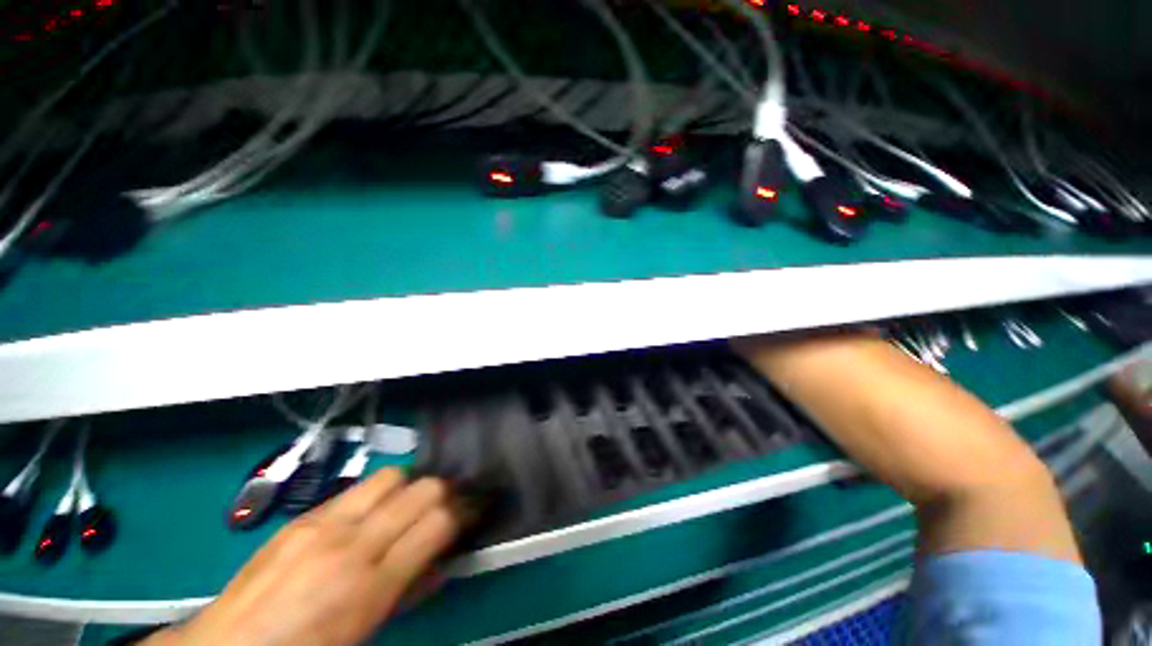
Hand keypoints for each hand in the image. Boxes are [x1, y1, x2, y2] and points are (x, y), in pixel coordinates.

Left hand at [148, 470, 461, 645]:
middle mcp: (351, 542)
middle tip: (445, 505)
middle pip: (423, 488)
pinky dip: (377, 494)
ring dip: (409, 486)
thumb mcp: (367, 632)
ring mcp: (323, 523)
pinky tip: (369, 513)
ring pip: (392, 476)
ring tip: (406, 505)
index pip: (439, 522)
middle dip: (444, 492)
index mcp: (370, 584)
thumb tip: (442, 559)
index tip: (471, 512)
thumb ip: (410, 591)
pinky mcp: (302, 516)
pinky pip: (356, 489)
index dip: (463, 512)